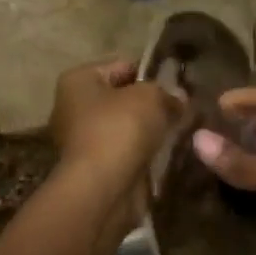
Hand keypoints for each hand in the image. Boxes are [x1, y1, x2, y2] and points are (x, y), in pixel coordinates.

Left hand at [48, 58, 178, 198]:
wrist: (104, 188)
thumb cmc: (120, 128)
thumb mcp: (151, 96)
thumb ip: (166, 91)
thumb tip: (177, 98)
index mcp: (78, 81)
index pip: (122, 66)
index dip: (152, 73)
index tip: (178, 86)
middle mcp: (73, 108)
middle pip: (123, 98)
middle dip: (152, 104)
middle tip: (182, 109)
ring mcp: (83, 141)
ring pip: (127, 127)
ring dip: (150, 130)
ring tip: (180, 131)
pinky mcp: (96, 168)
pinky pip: (127, 151)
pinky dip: (145, 152)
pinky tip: (168, 153)